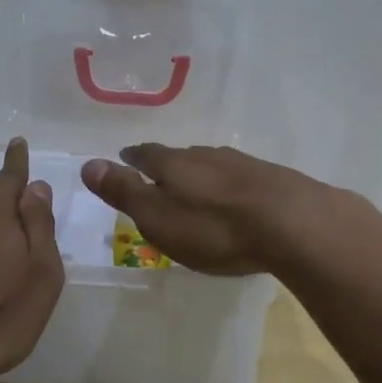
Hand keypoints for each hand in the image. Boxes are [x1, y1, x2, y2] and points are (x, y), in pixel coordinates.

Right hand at [78, 144, 322, 275]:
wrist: (293, 222)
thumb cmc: (215, 228)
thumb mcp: (159, 217)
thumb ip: (125, 192)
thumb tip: (88, 164)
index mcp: (174, 164)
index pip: (145, 155)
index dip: (132, 158)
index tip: (124, 159)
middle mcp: (206, 155)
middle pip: (179, 157)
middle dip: (166, 166)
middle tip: (158, 179)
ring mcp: (241, 164)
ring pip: (210, 165)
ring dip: (199, 175)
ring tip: (195, 190)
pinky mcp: (270, 178)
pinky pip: (238, 178)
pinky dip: (228, 186)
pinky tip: (235, 200)